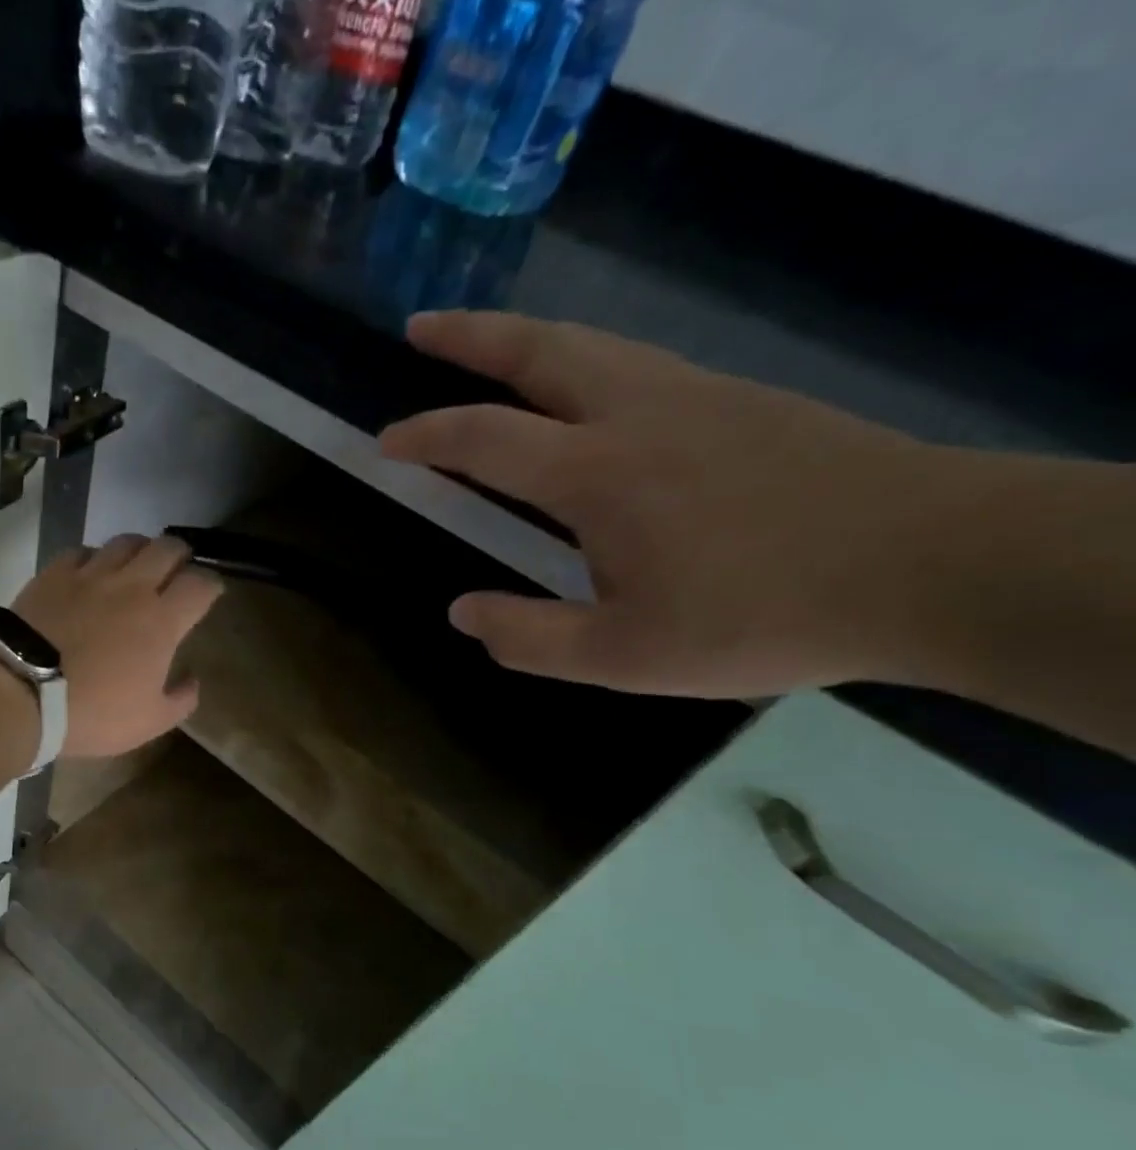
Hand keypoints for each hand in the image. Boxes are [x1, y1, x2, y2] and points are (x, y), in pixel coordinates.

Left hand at [11, 534, 223, 757]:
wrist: (21, 694)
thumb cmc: (93, 713)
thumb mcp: (149, 722)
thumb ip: (181, 700)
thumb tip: (192, 680)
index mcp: (162, 621)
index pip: (200, 583)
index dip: (211, 584)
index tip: (210, 594)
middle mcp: (132, 587)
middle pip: (168, 547)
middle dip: (181, 556)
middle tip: (177, 572)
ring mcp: (90, 575)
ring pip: (126, 541)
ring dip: (140, 550)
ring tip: (137, 567)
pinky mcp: (54, 574)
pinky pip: (83, 552)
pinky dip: (95, 558)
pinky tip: (91, 573)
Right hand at [379, 311, 993, 697]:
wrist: (931, 563)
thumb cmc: (759, 617)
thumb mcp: (623, 656)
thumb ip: (529, 637)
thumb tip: (462, 612)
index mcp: (596, 475)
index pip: (485, 440)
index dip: (426, 436)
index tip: (385, 439)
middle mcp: (636, 414)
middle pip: (538, 353)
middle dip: (470, 336)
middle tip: (421, 324)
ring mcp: (694, 395)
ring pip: (592, 345)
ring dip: (526, 338)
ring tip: (488, 344)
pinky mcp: (740, 398)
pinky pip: (637, 360)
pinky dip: (584, 357)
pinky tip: (583, 384)